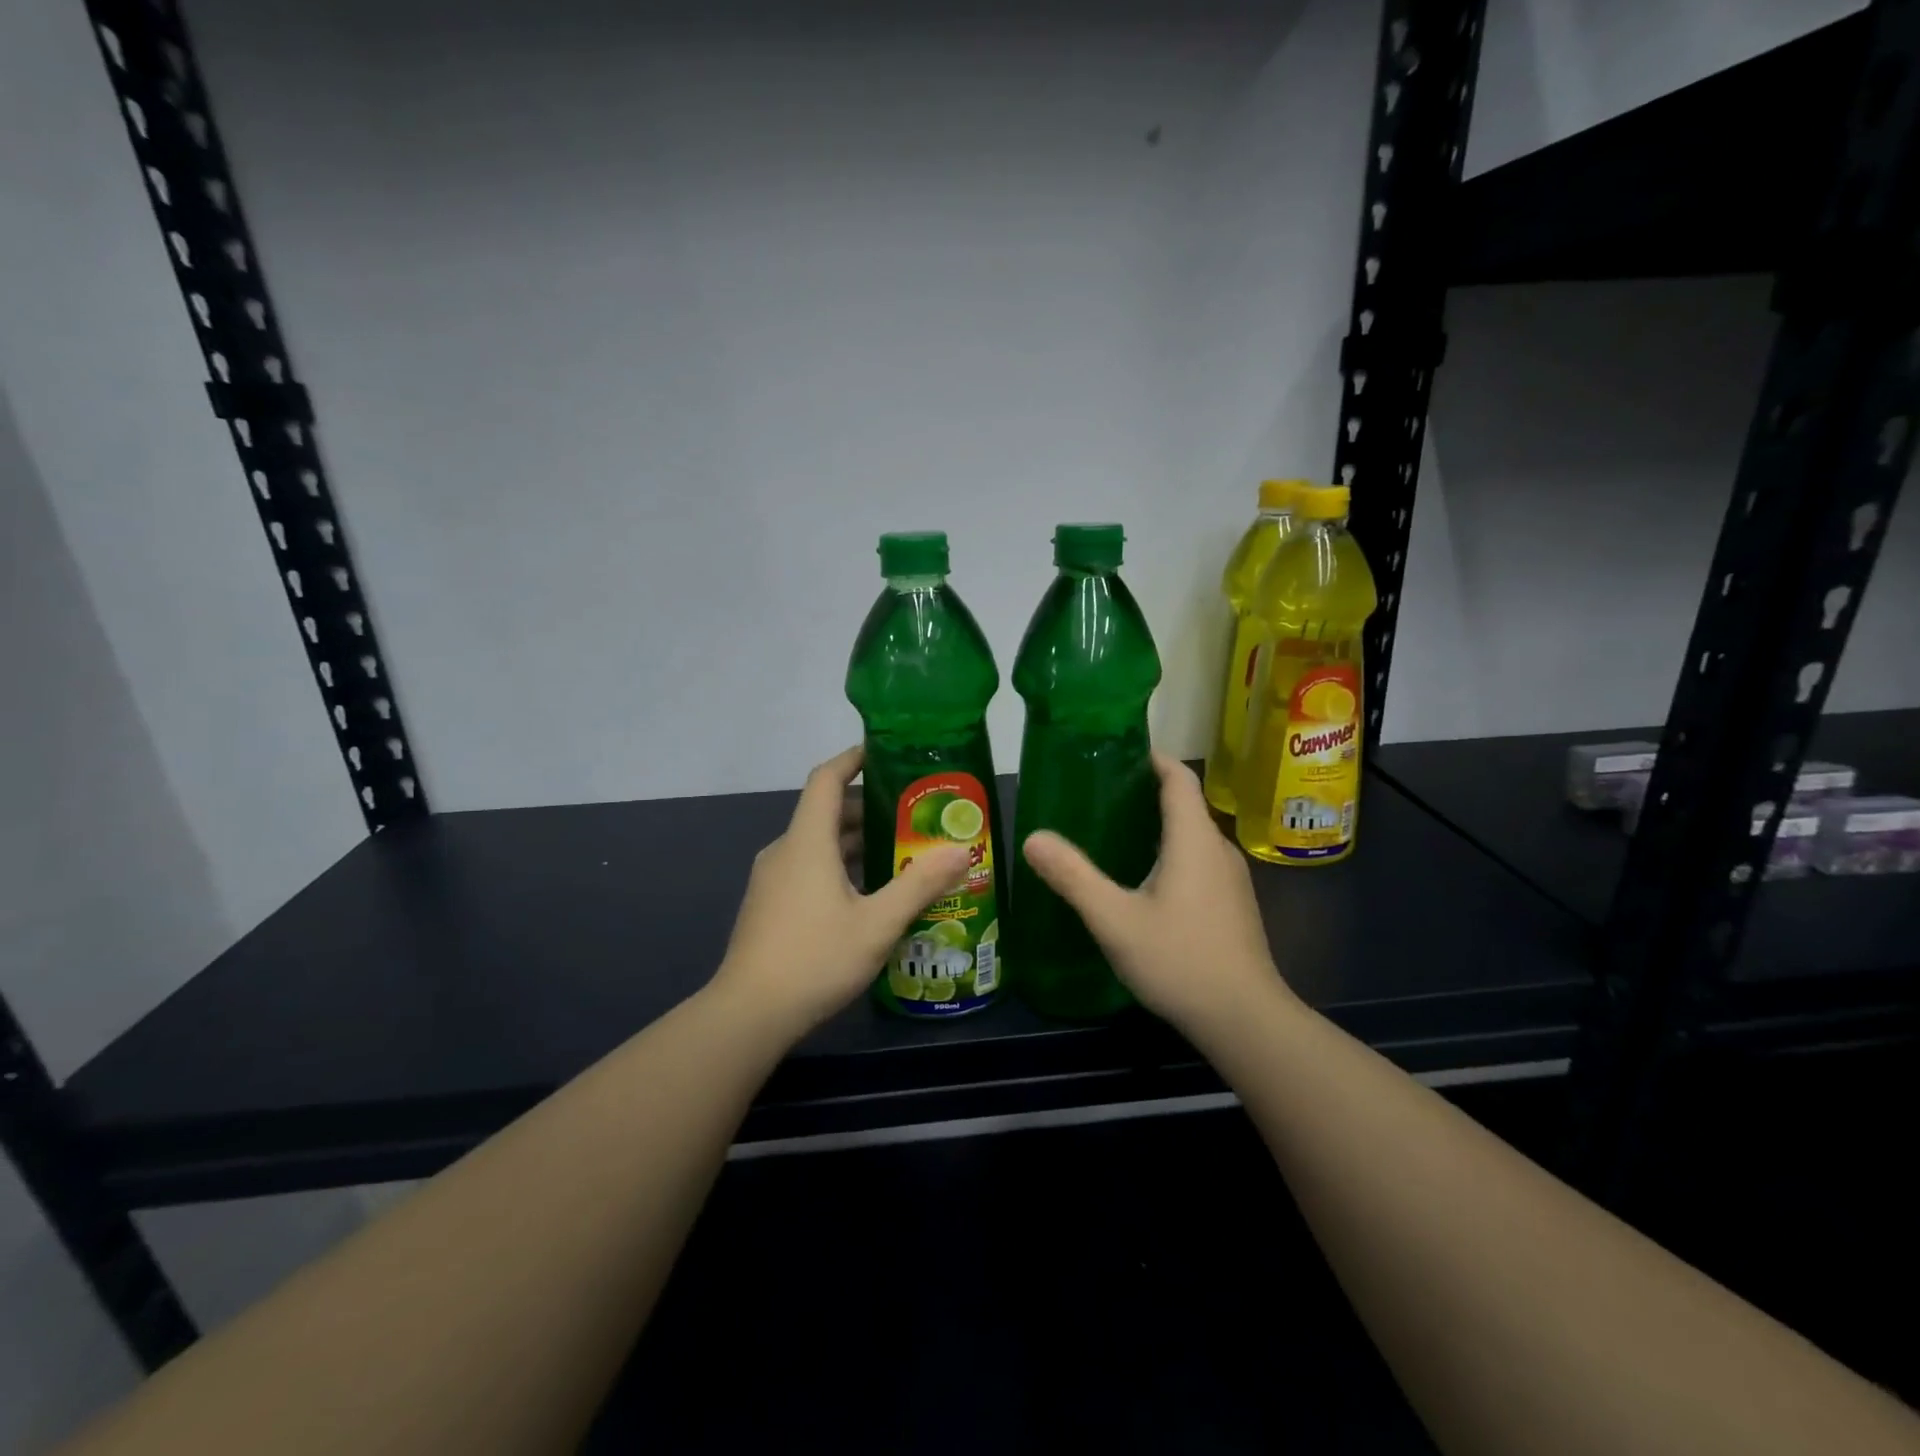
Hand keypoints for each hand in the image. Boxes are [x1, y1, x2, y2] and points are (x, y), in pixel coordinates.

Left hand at [713, 746, 969, 1035]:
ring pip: (818, 845)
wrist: (748, 1014)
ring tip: (900, 854)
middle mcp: (785, 851)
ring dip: (856, 843)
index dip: (852, 758)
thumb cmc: (815, 958)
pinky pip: (808, 869)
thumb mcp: (877, 924)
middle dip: (868, 809)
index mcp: (807, 841)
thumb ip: (920, 884)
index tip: (884, 753)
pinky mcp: (769, 906)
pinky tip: (868, 896)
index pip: (826, 778)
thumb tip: (960, 850)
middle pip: (826, 813)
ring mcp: (772, 880)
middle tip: (913, 816)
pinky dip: (839, 868)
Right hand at [1021, 753, 1287, 1033]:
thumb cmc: (1179, 960)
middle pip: (1186, 806)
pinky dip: (1172, 855)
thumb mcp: (1115, 919)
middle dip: (1148, 793)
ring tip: (1115, 835)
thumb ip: (1073, 877)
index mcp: (1194, 840)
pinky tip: (1145, 882)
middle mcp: (1218, 850)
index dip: (1154, 759)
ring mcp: (1231, 880)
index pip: (1180, 778)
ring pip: (1193, 837)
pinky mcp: (1233, 906)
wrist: (1245, 1020)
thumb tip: (1033, 838)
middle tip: (1102, 796)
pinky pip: (1200, 862)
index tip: (1122, 753)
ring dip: (1160, 827)